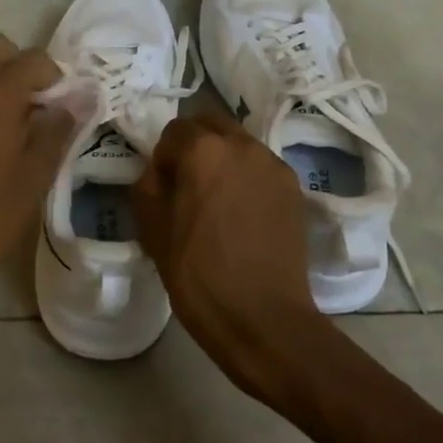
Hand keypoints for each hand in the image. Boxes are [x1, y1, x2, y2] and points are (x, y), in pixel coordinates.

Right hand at [132, 110, 334, 407]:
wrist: (263, 319)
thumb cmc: (197, 275)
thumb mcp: (152, 230)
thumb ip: (148, 187)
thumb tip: (159, 174)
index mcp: (203, 150)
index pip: (173, 131)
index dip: (163, 159)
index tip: (163, 191)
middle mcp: (242, 145)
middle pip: (211, 124)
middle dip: (194, 145)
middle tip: (187, 186)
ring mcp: (273, 164)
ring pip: (239, 143)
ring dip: (223, 159)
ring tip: (217, 202)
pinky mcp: (294, 188)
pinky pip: (261, 167)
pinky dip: (247, 177)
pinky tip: (242, 215)